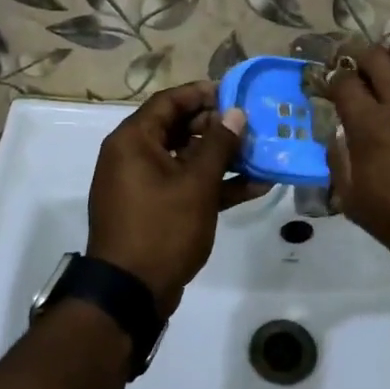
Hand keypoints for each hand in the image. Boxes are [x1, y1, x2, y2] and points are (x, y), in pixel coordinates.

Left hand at [87, 82, 268, 314]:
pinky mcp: (154, 208)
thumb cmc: (161, 229)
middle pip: (178, 127)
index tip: (236, 95)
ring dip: (221, 157)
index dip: (203, 94)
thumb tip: (235, 113)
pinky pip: (184, 185)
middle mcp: (133, 155)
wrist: (130, 294)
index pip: (169, 101)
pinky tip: (253, 186)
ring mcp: (143, 184)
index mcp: (133, 140)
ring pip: (186, 157)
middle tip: (253, 127)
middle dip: (218, 127)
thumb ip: (218, 145)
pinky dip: (213, 184)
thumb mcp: (196, 184)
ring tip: (260, 153)